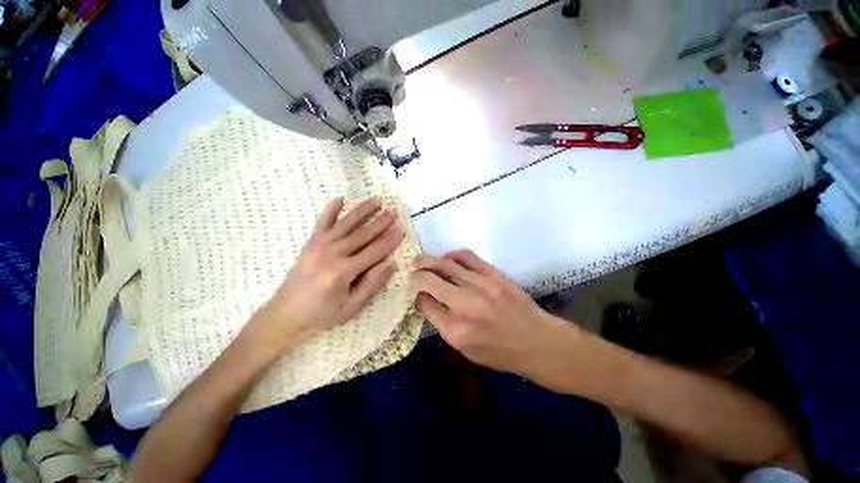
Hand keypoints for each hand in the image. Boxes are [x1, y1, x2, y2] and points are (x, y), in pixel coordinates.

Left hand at [249, 197, 403, 353]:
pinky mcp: (310, 243)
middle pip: (362, 234)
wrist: (283, 315)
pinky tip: (339, 198)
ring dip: (362, 211)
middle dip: (380, 222)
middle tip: (394, 211)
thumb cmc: (321, 315)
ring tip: (377, 200)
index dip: (389, 240)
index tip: (401, 229)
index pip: (374, 251)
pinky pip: (321, 223)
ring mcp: (319, 246)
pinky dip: (331, 210)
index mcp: (343, 272)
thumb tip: (391, 263)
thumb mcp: (351, 307)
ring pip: (346, 224)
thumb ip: (372, 284)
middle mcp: (332, 254)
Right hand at [411, 250, 578, 381]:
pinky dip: (453, 254)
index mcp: (455, 331)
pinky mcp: (494, 275)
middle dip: (416, 272)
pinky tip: (448, 257)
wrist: (538, 342)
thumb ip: (442, 324)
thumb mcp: (465, 350)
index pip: (425, 303)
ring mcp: (481, 287)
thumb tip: (425, 299)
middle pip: (430, 280)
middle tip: (411, 269)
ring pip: (446, 264)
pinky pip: (467, 257)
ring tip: (422, 260)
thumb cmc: (500, 352)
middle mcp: (465, 306)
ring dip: (429, 260)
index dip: (417, 295)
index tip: (416, 291)